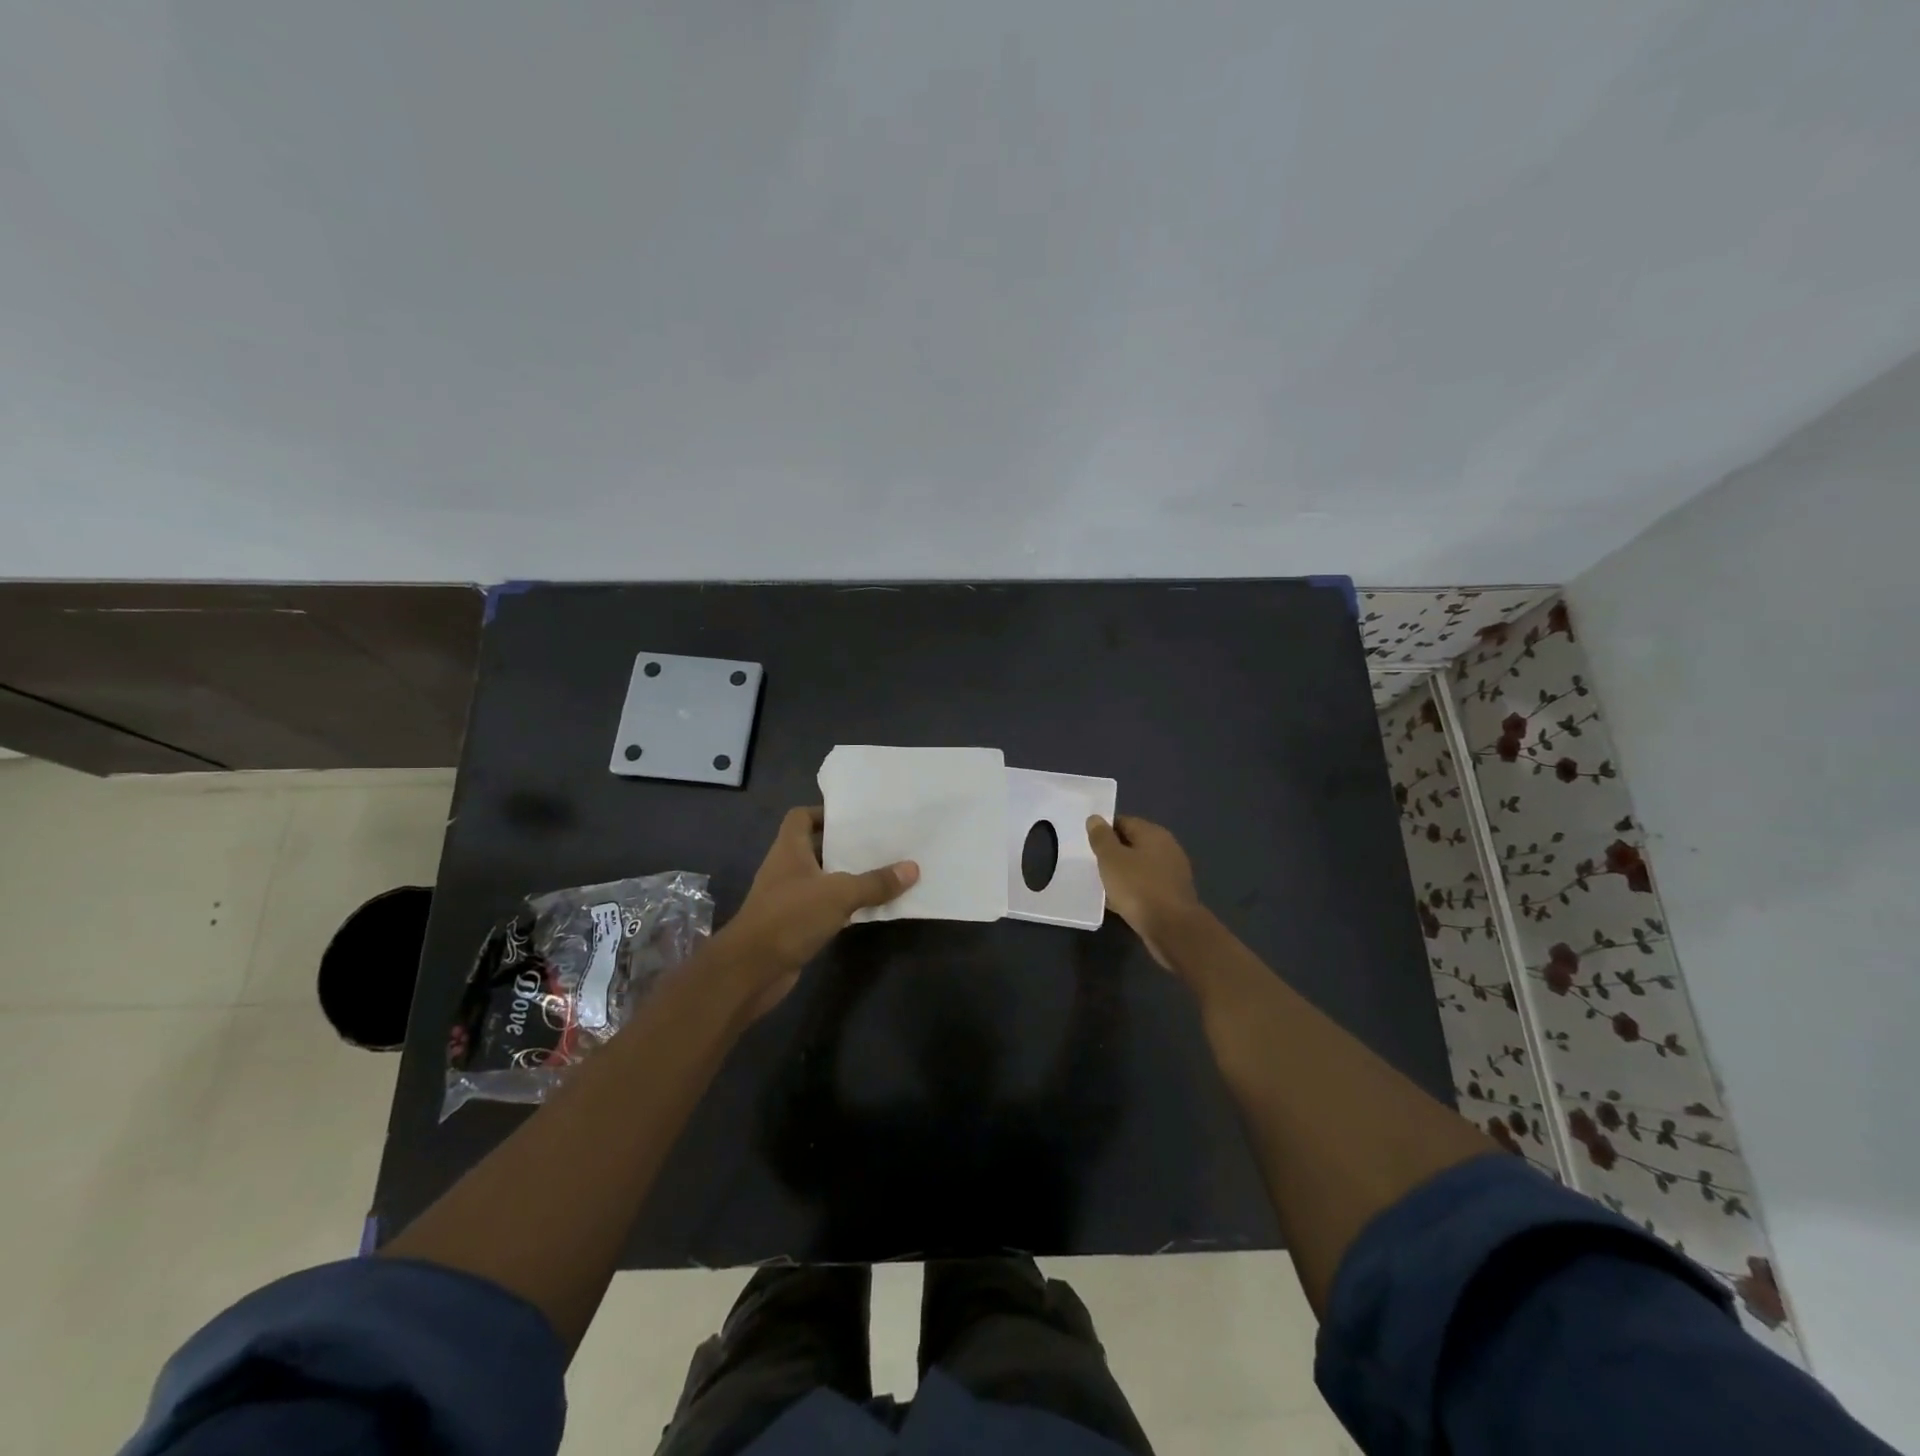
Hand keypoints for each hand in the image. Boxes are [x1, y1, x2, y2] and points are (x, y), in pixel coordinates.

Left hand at [716, 807, 918, 1017]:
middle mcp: (786, 869)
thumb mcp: (839, 894)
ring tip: (882, 873)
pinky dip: (843, 907)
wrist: (751, 970)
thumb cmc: (790, 917)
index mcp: (789, 850)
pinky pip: (823, 908)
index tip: (853, 818)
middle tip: (880, 844)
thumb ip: (875, 882)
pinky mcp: (794, 926)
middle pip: (816, 848)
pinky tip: (869, 908)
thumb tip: (912, 868)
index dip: (824, 812)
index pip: (801, 817)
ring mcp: (788, 899)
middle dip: (845, 847)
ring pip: (822, 880)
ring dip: (847, 878)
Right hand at [1086, 814, 1204, 969]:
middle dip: (1112, 853)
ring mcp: (1172, 873)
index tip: (1088, 844)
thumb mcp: (1111, 859)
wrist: (1172, 929)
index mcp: (1153, 833)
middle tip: (1091, 864)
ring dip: (1121, 874)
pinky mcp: (1172, 895)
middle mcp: (1167, 848)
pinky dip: (1132, 891)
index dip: (1104, 830)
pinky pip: (1146, 886)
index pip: (1124, 822)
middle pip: (1132, 844)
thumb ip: (1101, 838)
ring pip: (1139, 867)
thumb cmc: (1138, 888)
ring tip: (1101, 884)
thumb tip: (1095, 819)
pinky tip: (1118, 902)